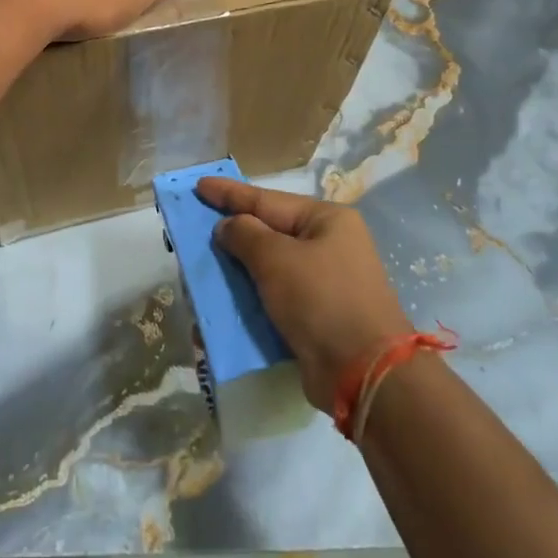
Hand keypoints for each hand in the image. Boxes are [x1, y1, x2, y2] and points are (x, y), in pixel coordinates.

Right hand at [195, 178, 413, 412]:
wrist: (362, 373)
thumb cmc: (320, 299)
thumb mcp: (276, 258)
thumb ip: (245, 235)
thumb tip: (227, 226)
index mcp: (326, 220)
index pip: (267, 200)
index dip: (229, 193)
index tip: (198, 184)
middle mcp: (329, 246)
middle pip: (269, 233)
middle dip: (231, 235)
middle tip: (194, 229)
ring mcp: (324, 283)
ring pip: (268, 269)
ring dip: (236, 272)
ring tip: (201, 270)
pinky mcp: (316, 317)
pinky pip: (274, 300)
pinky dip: (249, 301)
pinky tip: (222, 306)